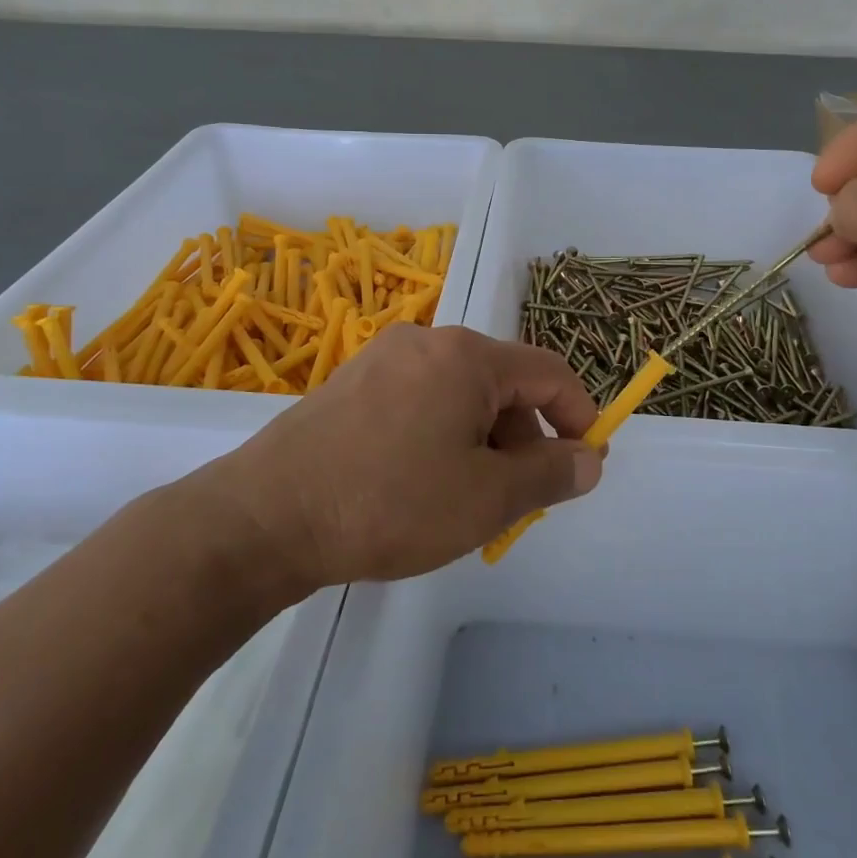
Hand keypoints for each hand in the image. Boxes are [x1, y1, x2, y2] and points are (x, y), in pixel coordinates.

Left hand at [199, 325, 603, 587]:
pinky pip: (420, 399)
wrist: (266, 516)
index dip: (578, 416)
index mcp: (467, 355)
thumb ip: (549, 475)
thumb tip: (590, 459)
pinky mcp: (353, 382)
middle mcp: (427, 341)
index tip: (584, 464)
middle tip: (517, 500)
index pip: (548, 372)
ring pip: (460, 393)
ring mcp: (384, 358)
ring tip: (466, 500)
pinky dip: (442, 435)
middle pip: (502, 382)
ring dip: (482, 441)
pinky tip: (420, 484)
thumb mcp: (486, 499)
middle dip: (524, 438)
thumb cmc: (390, 503)